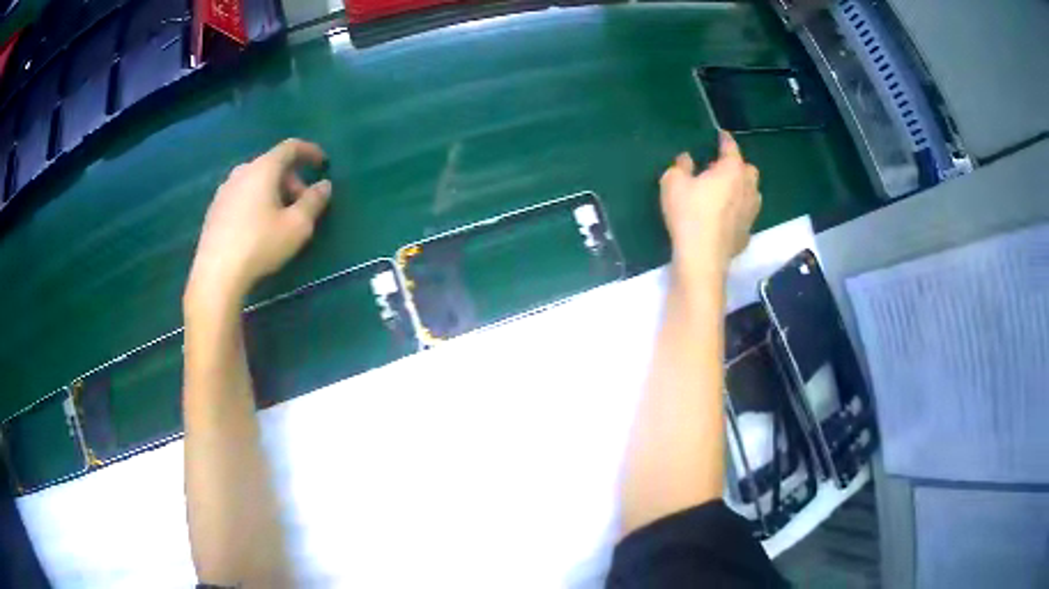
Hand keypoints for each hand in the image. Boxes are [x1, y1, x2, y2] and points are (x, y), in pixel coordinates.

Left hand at [186, 139, 331, 306]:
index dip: (309, 151)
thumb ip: (313, 202)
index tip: (322, 163)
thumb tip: (324, 185)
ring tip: (279, 217)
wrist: (216, 275)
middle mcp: (242, 172)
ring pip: (255, 180)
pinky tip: (257, 227)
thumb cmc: (260, 245)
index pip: (290, 147)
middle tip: (302, 204)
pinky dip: (255, 201)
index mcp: (263, 168)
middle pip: (272, 164)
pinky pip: (241, 195)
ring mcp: (224, 190)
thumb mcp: (297, 226)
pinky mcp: (214, 209)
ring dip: (272, 191)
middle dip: (292, 179)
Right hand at [659, 131, 759, 282]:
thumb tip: (687, 159)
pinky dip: (738, 212)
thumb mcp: (673, 183)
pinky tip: (726, 217)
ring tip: (727, 191)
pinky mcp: (748, 233)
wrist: (702, 257)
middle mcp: (748, 187)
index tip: (720, 135)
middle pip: (749, 170)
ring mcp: (751, 212)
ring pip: (751, 193)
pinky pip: (745, 215)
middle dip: (739, 166)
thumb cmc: (689, 213)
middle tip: (722, 168)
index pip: (731, 148)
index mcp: (732, 170)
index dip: (724, 139)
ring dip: (742, 188)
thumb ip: (680, 166)